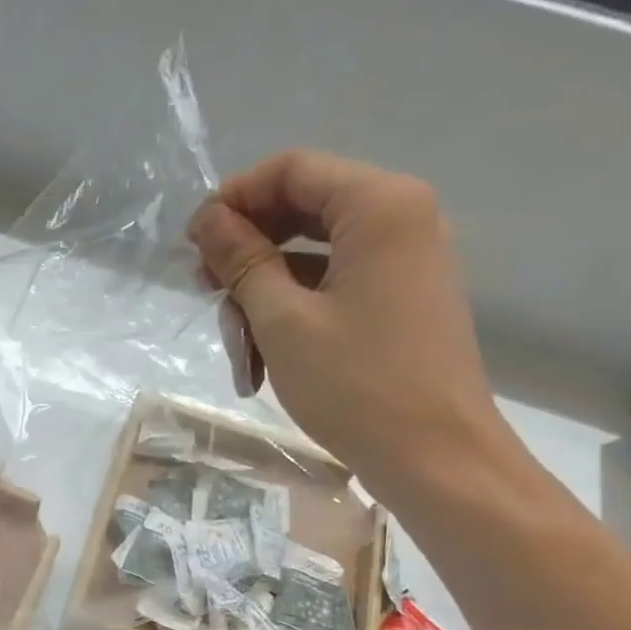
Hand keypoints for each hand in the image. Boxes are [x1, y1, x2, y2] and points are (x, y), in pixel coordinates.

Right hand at [188, 151, 510, 498]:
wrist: (437, 460)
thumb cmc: (356, 386)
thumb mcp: (282, 321)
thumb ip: (242, 260)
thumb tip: (208, 219)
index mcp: (380, 207)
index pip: (291, 169)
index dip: (234, 198)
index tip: (193, 243)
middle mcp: (402, 218)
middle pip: (304, 206)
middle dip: (247, 246)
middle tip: (204, 288)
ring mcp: (407, 260)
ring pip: (316, 251)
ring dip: (265, 286)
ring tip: (233, 337)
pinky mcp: (403, 297)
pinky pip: (337, 281)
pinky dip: (295, 306)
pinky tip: (263, 352)